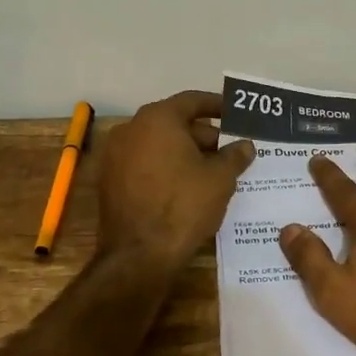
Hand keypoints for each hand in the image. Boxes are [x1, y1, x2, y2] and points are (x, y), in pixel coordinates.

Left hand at [99, 90, 254, 279]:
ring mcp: (115, 155)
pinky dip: (165, 167)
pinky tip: (186, 185)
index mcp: (157, 119)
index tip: (234, 113)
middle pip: (173, 122)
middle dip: (203, 135)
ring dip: (184, 152)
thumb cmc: (183, 206)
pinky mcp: (110, 180)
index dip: (216, 105)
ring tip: (212, 170)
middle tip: (229, 150)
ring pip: (158, 144)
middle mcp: (131, 129)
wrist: (139, 255)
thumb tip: (245, 145)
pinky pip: (144, 163)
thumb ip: (235, 156)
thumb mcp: (220, 179)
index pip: (192, 101)